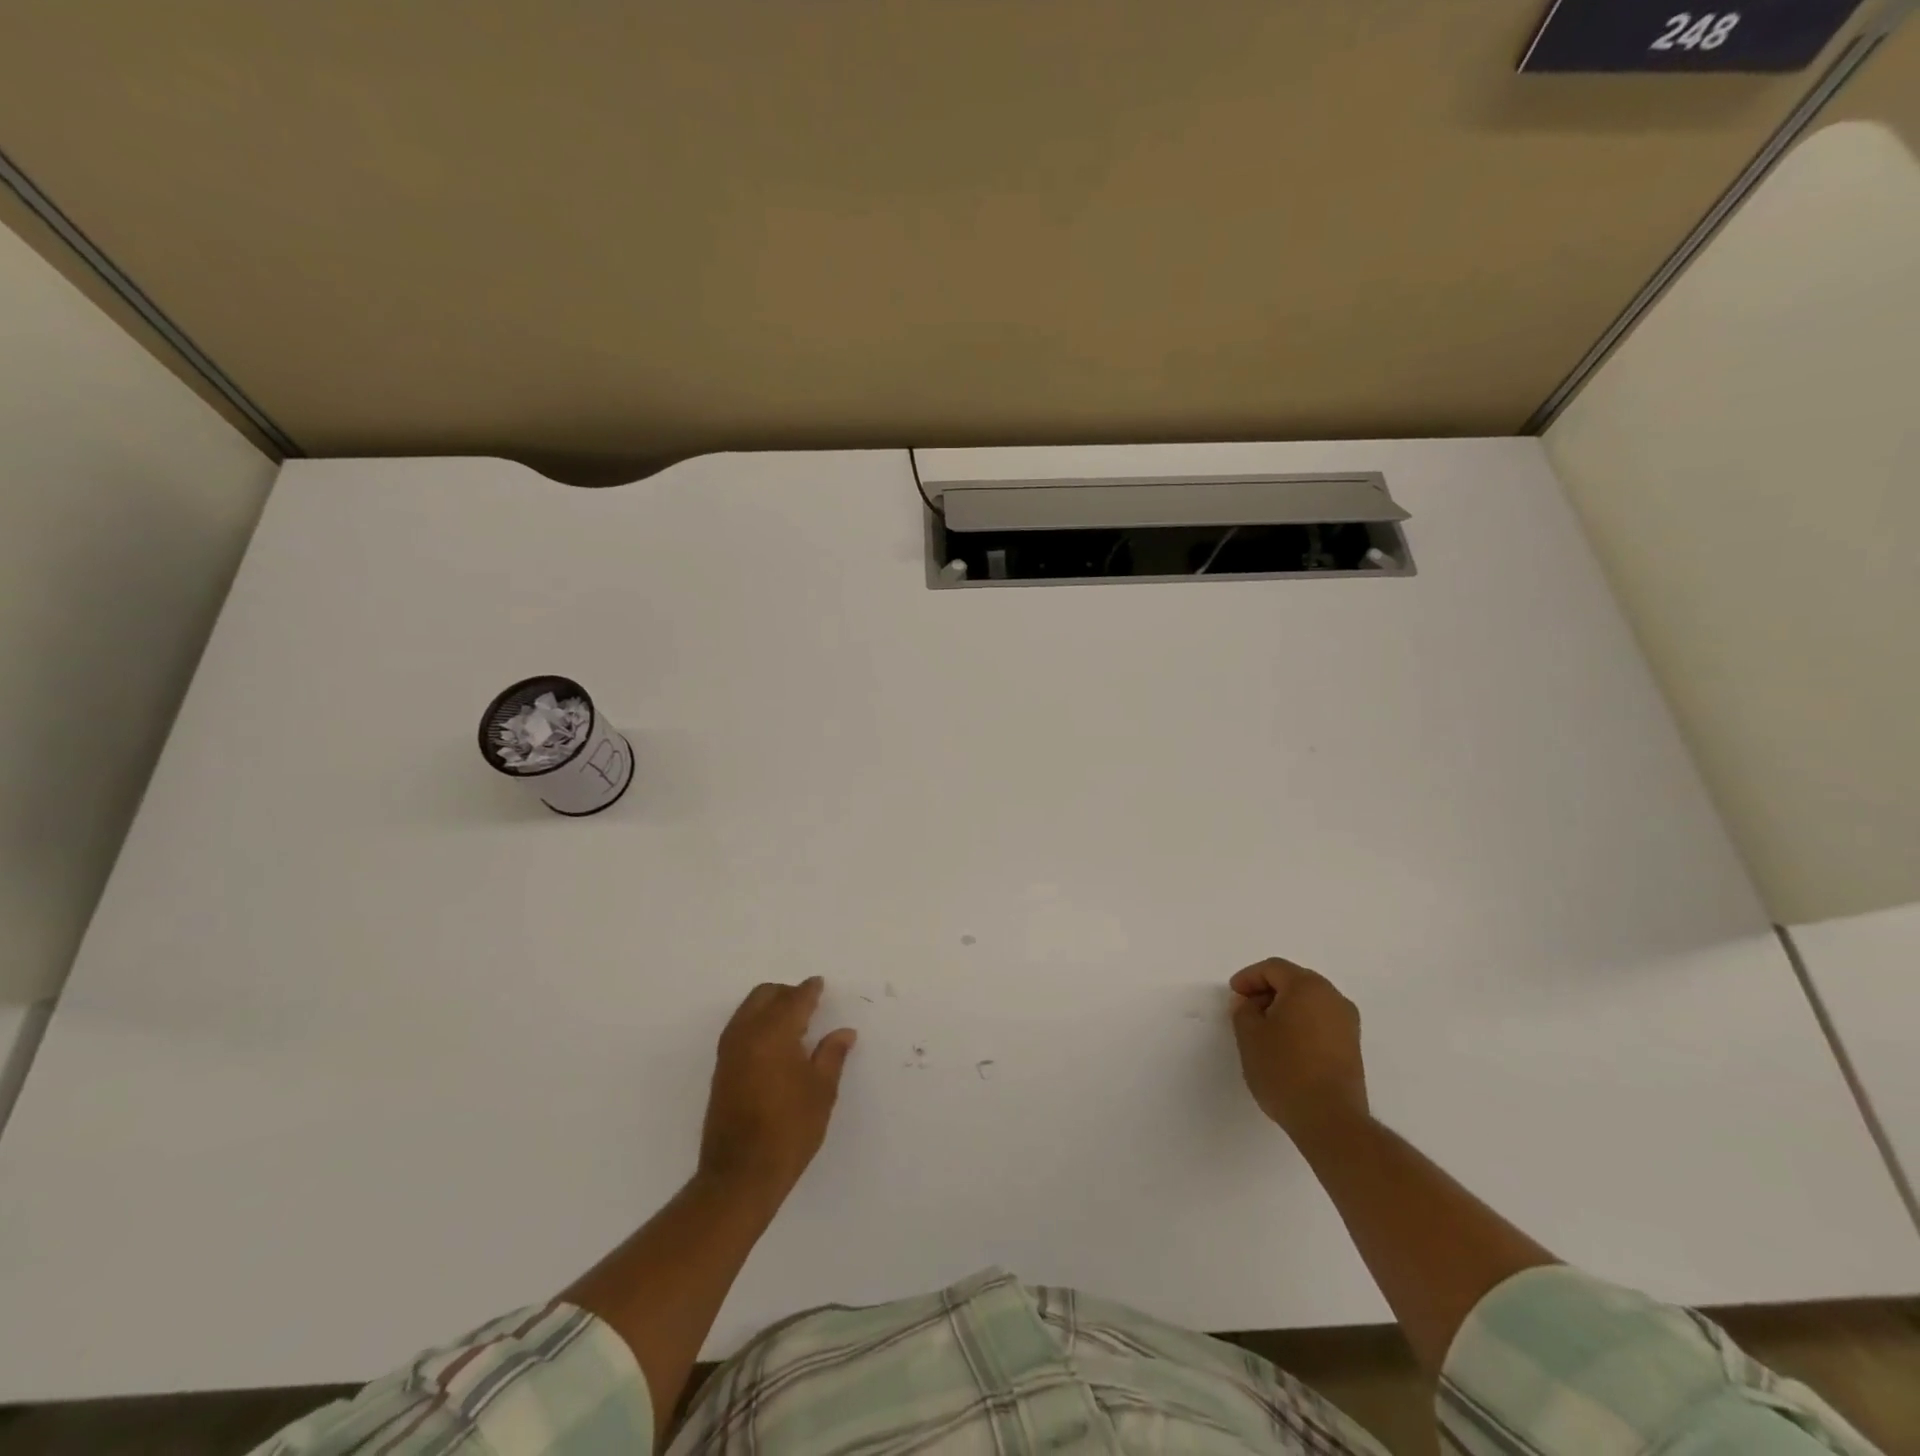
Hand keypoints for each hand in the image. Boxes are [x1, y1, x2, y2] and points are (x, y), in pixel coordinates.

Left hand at [699, 977, 856, 1203]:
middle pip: (765, 995)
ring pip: (749, 1009)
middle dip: (787, 994)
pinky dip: (757, 1023)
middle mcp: (746, 1033)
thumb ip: (832, 1054)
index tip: (820, 985)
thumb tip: (844, 1032)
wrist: (740, 1175)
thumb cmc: (789, 1130)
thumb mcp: (821, 1091)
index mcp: (774, 1032)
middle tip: (810, 1005)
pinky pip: (740, 1028)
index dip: (810, 990)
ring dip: (770, 1007)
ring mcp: (729, 1051)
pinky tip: (775, 1044)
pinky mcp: (721, 1069)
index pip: (795, 999)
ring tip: (794, 1025)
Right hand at [1230, 957, 1368, 1144]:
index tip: (1234, 995)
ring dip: (1285, 1008)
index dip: (1248, 977)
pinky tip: (1285, 1046)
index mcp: (1308, 987)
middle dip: (1267, 991)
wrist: (1330, 1120)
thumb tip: (1249, 1003)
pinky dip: (1301, 1024)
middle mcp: (1333, 998)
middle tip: (1246, 1010)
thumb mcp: (1249, 1035)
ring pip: (1309, 1002)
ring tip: (1264, 1030)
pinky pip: (1321, 1022)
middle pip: (1294, 981)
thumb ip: (1243, 1010)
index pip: (1273, 969)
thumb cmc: (1284, 1070)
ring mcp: (1348, 1024)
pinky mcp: (1352, 1047)